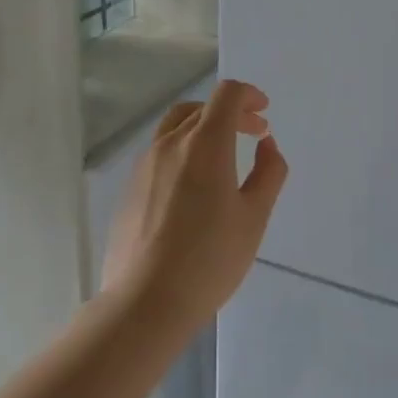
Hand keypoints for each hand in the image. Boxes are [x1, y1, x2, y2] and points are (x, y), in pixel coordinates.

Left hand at [101, 80, 288, 334]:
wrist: (145, 303)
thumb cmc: (209, 259)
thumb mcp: (254, 217)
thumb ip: (268, 172)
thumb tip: (266, 145)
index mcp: (205, 143)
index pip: (226, 95)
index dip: (249, 95)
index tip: (264, 113)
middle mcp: (171, 143)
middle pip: (202, 108)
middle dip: (232, 113)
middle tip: (254, 133)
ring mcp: (145, 165)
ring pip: (176, 126)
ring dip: (204, 127)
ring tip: (223, 154)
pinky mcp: (130, 188)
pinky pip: (160, 152)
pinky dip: (184, 149)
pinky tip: (194, 184)